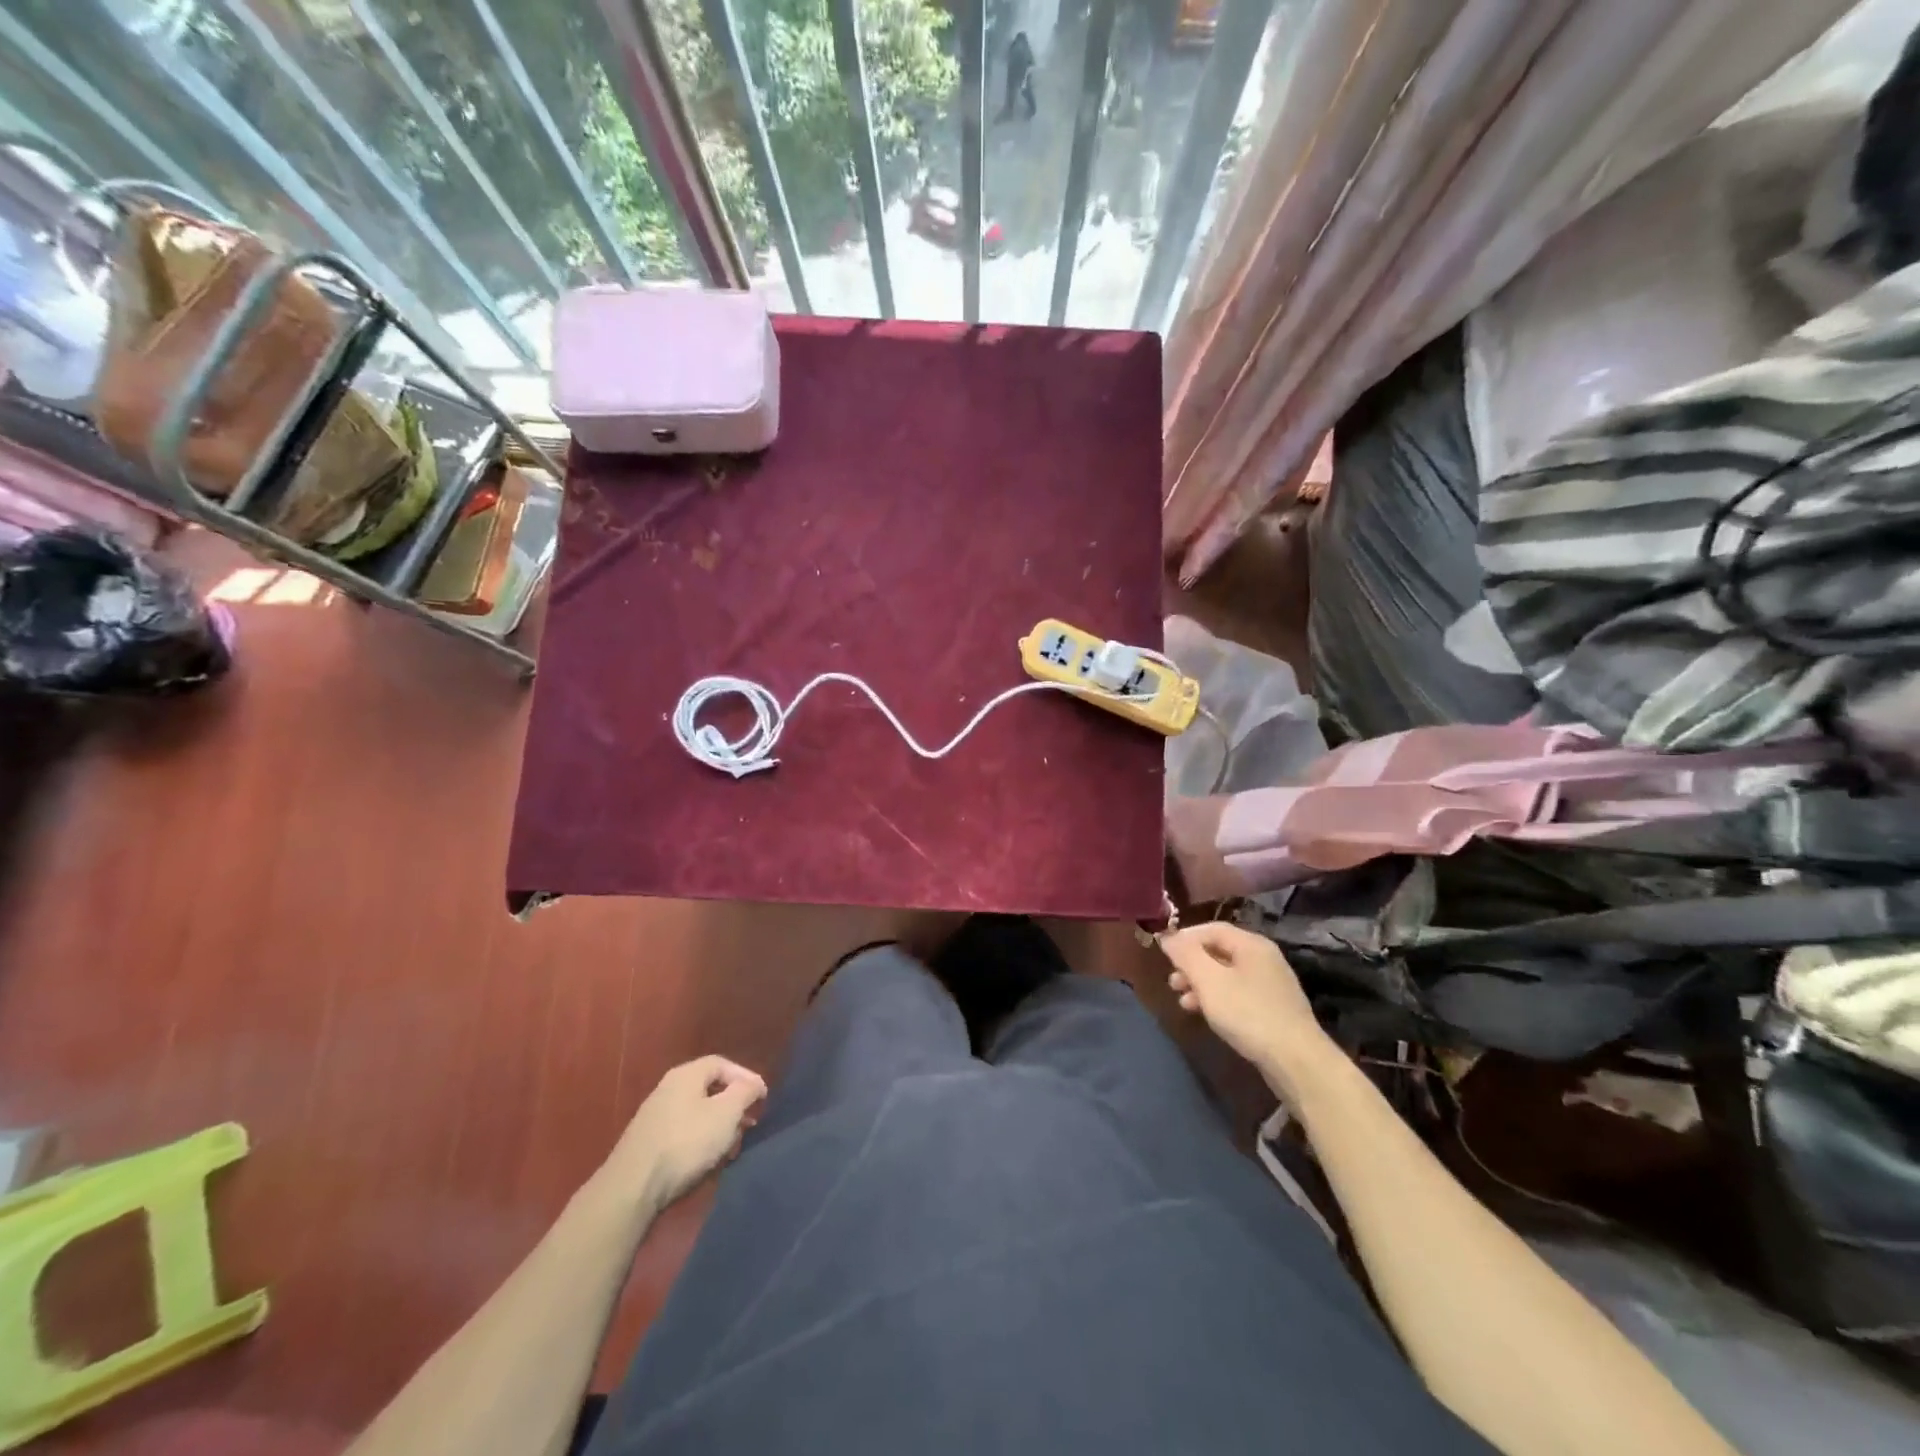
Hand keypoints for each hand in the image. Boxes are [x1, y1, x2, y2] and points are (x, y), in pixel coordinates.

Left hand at [604, 1056, 767, 1210]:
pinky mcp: (649, 1142)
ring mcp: (656, 1116)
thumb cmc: (686, 1141)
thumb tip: (754, 1083)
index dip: (745, 1077)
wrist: (633, 1186)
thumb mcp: (726, 1112)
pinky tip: (708, 1159)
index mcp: (686, 1074)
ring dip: (719, 1127)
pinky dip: (701, 1141)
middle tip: (749, 1123)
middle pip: (710, 1089)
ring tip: (732, 1146)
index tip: (762, 1097)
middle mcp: (669, 1088)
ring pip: (698, 1113)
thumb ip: (745, 1091)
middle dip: (733, 1106)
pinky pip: (684, 1132)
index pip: (722, 1064)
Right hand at [1158, 923, 1333, 1080]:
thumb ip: (1185, 954)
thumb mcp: (1208, 980)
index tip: (1164, 954)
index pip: (1212, 928)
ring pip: (1227, 975)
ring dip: (1201, 984)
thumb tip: (1167, 936)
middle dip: (1191, 965)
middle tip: (1172, 982)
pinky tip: (1206, 1015)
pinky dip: (1218, 999)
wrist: (1296, 1061)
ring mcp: (1271, 985)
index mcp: (1252, 945)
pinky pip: (1238, 994)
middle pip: (1219, 951)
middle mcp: (1264, 959)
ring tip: (1183, 1002)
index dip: (1185, 938)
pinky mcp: (1273, 1010)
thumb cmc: (1247, 1013)